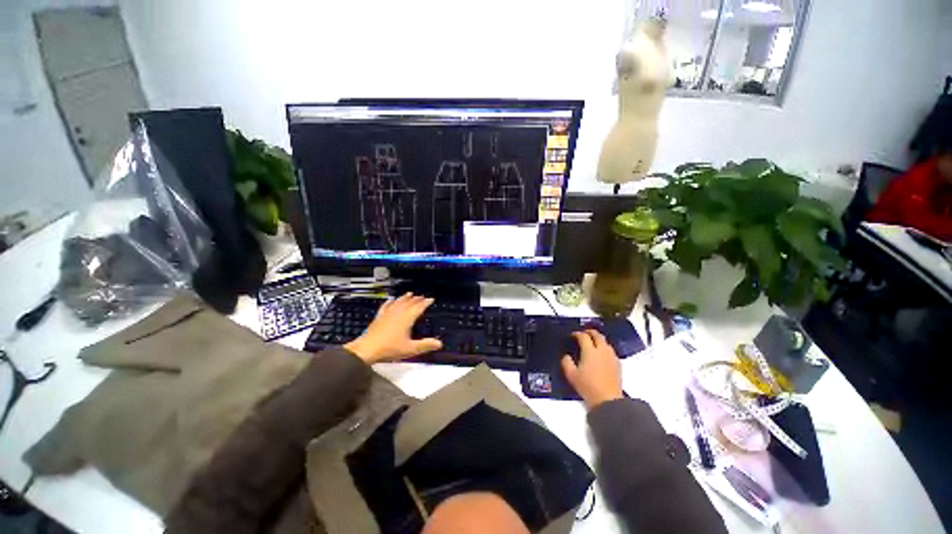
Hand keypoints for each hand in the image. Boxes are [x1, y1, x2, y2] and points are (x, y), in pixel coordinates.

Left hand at [343, 293, 442, 363]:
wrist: (367, 349)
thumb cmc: (390, 349)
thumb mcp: (410, 349)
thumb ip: (425, 345)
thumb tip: (440, 343)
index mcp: (407, 318)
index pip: (419, 307)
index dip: (426, 303)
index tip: (431, 299)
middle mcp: (398, 313)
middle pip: (409, 302)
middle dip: (417, 299)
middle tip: (422, 296)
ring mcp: (387, 314)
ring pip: (398, 302)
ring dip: (405, 297)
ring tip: (409, 294)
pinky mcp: (379, 317)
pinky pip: (386, 306)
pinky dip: (390, 302)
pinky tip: (390, 300)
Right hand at [561, 330, 622, 409]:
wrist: (608, 400)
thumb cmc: (588, 387)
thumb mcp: (571, 375)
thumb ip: (566, 362)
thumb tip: (566, 356)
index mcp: (590, 351)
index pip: (583, 336)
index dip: (577, 334)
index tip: (572, 335)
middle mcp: (602, 350)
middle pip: (597, 335)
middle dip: (589, 332)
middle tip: (583, 333)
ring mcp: (611, 357)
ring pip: (605, 342)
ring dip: (598, 339)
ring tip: (592, 342)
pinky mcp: (618, 364)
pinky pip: (610, 350)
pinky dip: (604, 348)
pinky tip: (601, 354)